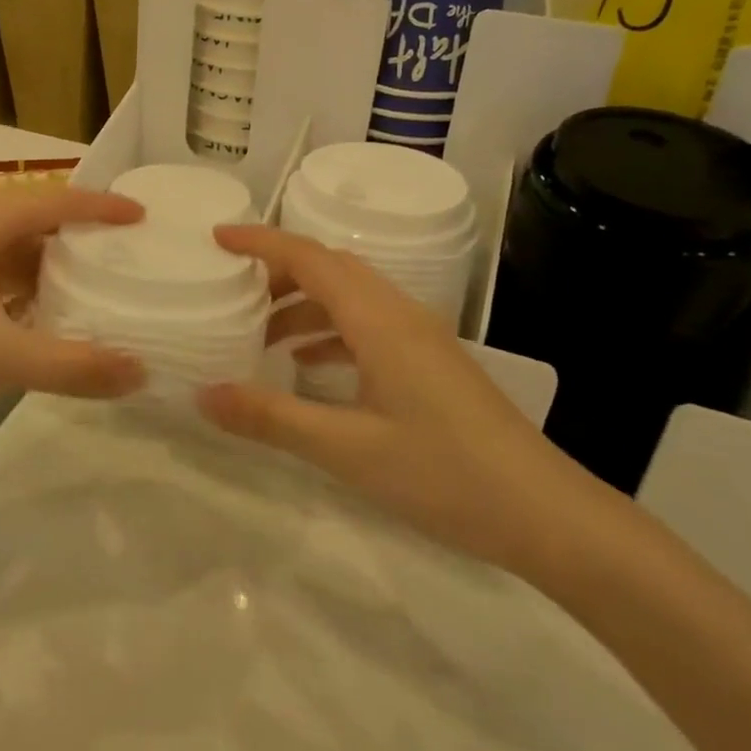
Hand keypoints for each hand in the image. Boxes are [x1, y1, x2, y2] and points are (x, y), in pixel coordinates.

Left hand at [0, 188, 146, 421]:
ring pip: (10, 241)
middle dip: (79, 232)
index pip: (54, 202)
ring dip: (49, 258)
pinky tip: (42, 306)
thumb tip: (140, 373)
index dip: (101, 208)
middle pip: (34, 216)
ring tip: (93, 278)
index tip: (142, 214)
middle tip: (124, 250)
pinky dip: (21, 278)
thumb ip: (72, 365)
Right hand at [198, 226, 608, 577]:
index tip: (216, 237)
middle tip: (232, 291)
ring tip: (261, 337)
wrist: (546, 513)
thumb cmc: (444, 474)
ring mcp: (420, 337)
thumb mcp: (347, 449)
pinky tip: (311, 367)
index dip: (260, 241)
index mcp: (378, 319)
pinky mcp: (430, 362)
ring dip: (303, 304)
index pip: (309, 258)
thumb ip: (271, 418)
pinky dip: (330, 331)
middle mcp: (399, 313)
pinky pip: (368, 325)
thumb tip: (203, 395)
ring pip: (350, 297)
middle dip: (277, 271)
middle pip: (330, 268)